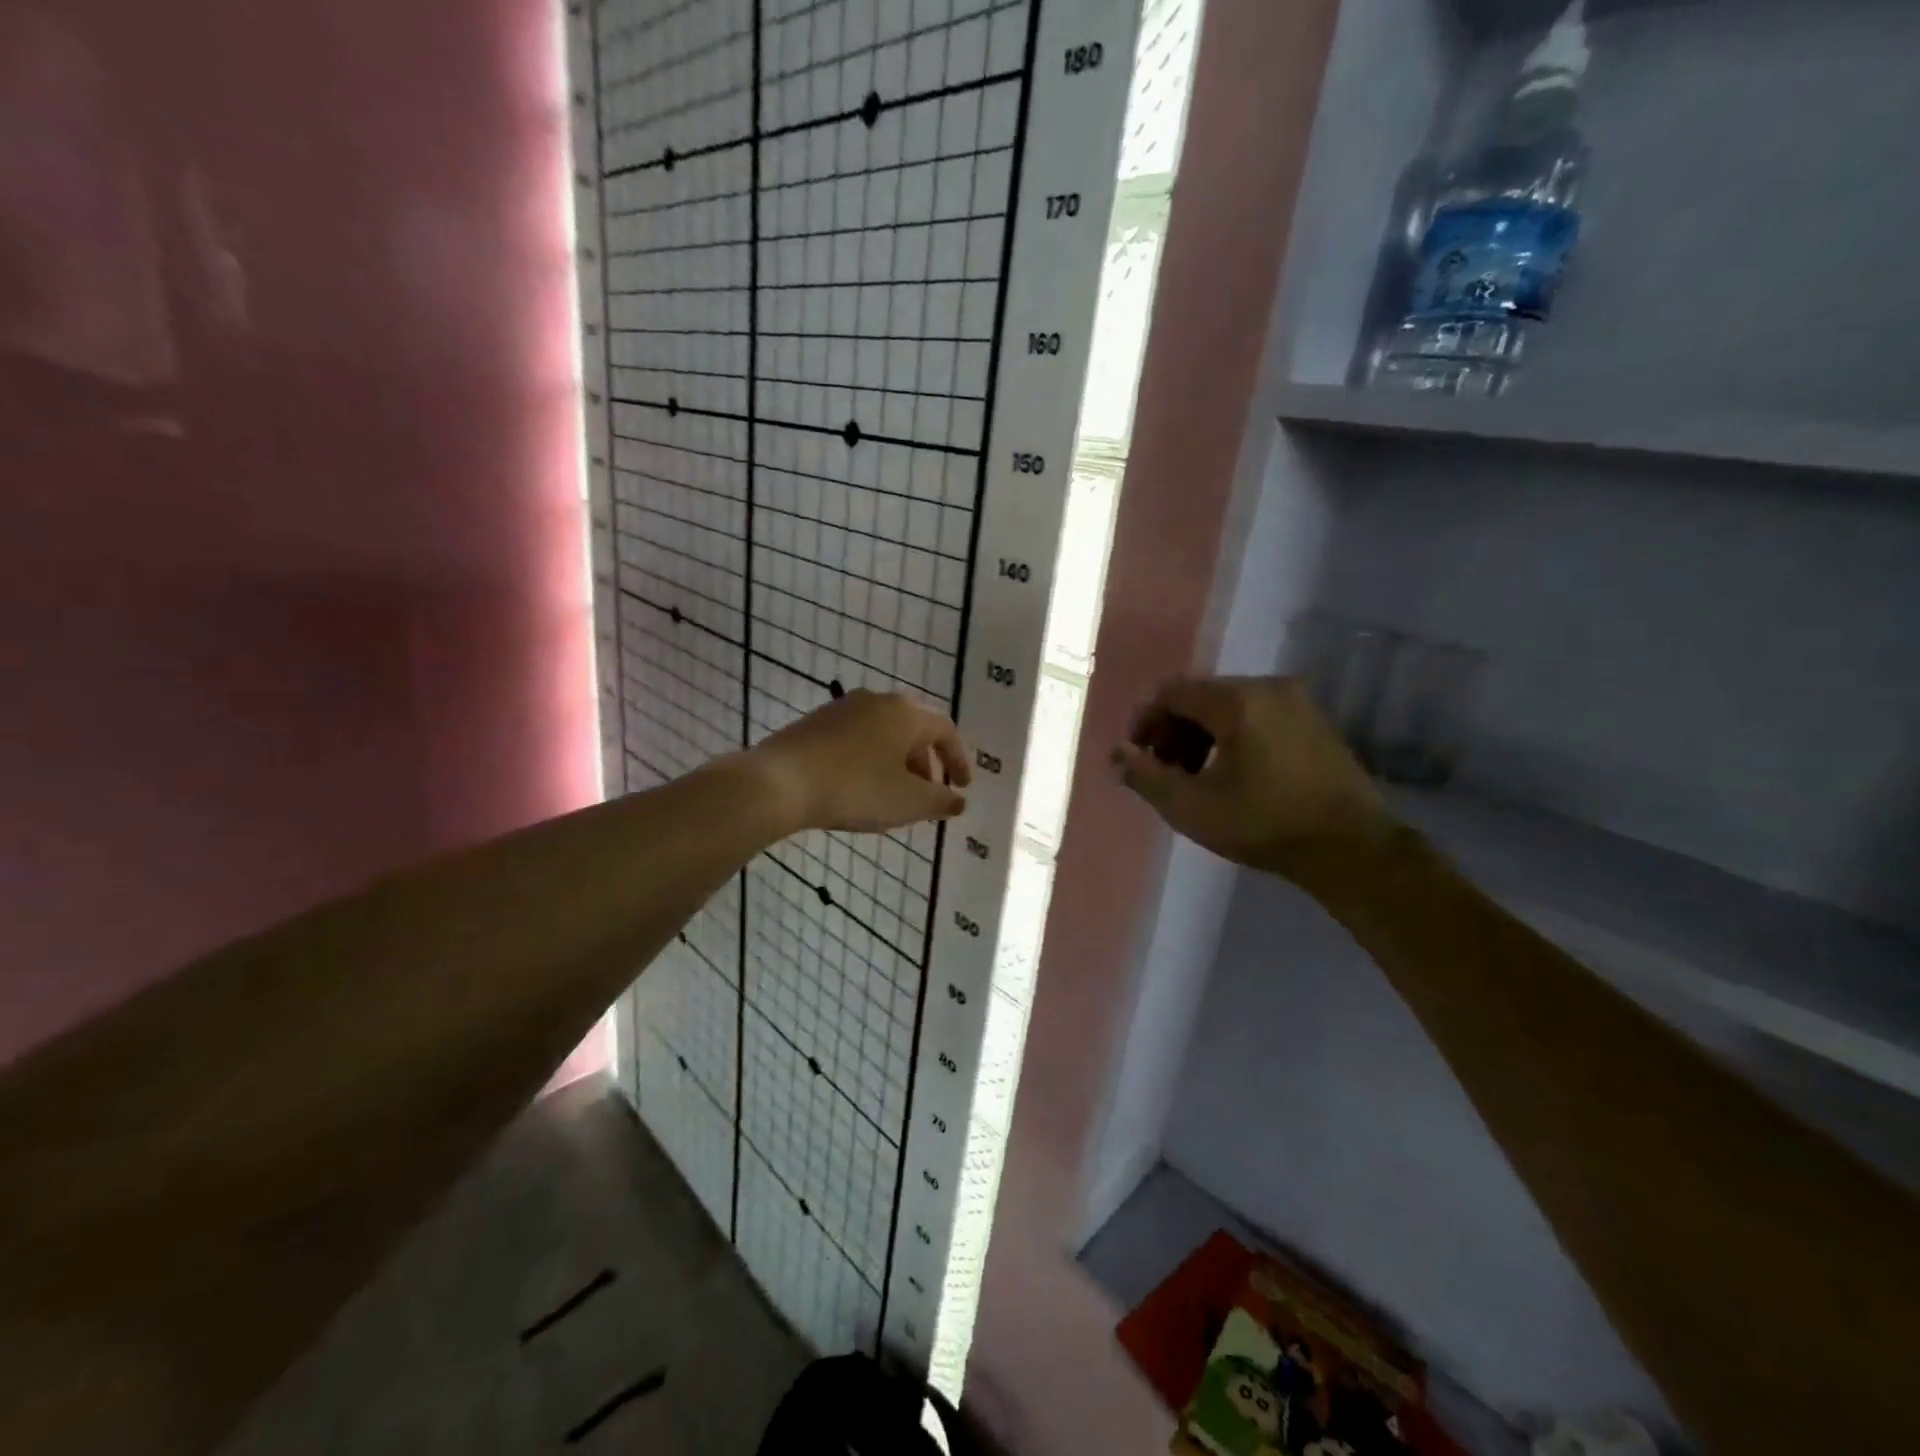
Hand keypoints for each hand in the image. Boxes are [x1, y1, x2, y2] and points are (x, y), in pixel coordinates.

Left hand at [752, 690, 970, 832]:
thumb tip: (958, 800)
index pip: (945, 730)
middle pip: (913, 729)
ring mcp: (842, 708)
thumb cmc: (855, 789)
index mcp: (905, 713)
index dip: (957, 759)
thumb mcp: (908, 802)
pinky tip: (858, 786)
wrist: (779, 782)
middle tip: (926, 793)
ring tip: (892, 794)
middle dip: (925, 762)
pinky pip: (856, 738)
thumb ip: (940, 801)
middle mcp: (876, 700)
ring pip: (883, 733)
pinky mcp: (814, 722)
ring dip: (896, 761)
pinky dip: (869, 759)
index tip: (961, 786)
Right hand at [1113, 676, 1393, 876]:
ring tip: (1195, 778)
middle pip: (1200, 697)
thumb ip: (1146, 776)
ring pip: (1229, 707)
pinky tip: (1232, 775)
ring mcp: (1297, 702)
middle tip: (1164, 772)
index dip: (1145, 723)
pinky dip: (1233, 737)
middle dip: (1173, 732)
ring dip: (1201, 736)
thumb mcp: (1191, 807)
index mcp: (1236, 700)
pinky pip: (1258, 716)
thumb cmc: (1264, 824)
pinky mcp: (1315, 722)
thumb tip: (1117, 753)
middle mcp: (1267, 687)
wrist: (1352, 848)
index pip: (1171, 693)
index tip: (1137, 758)